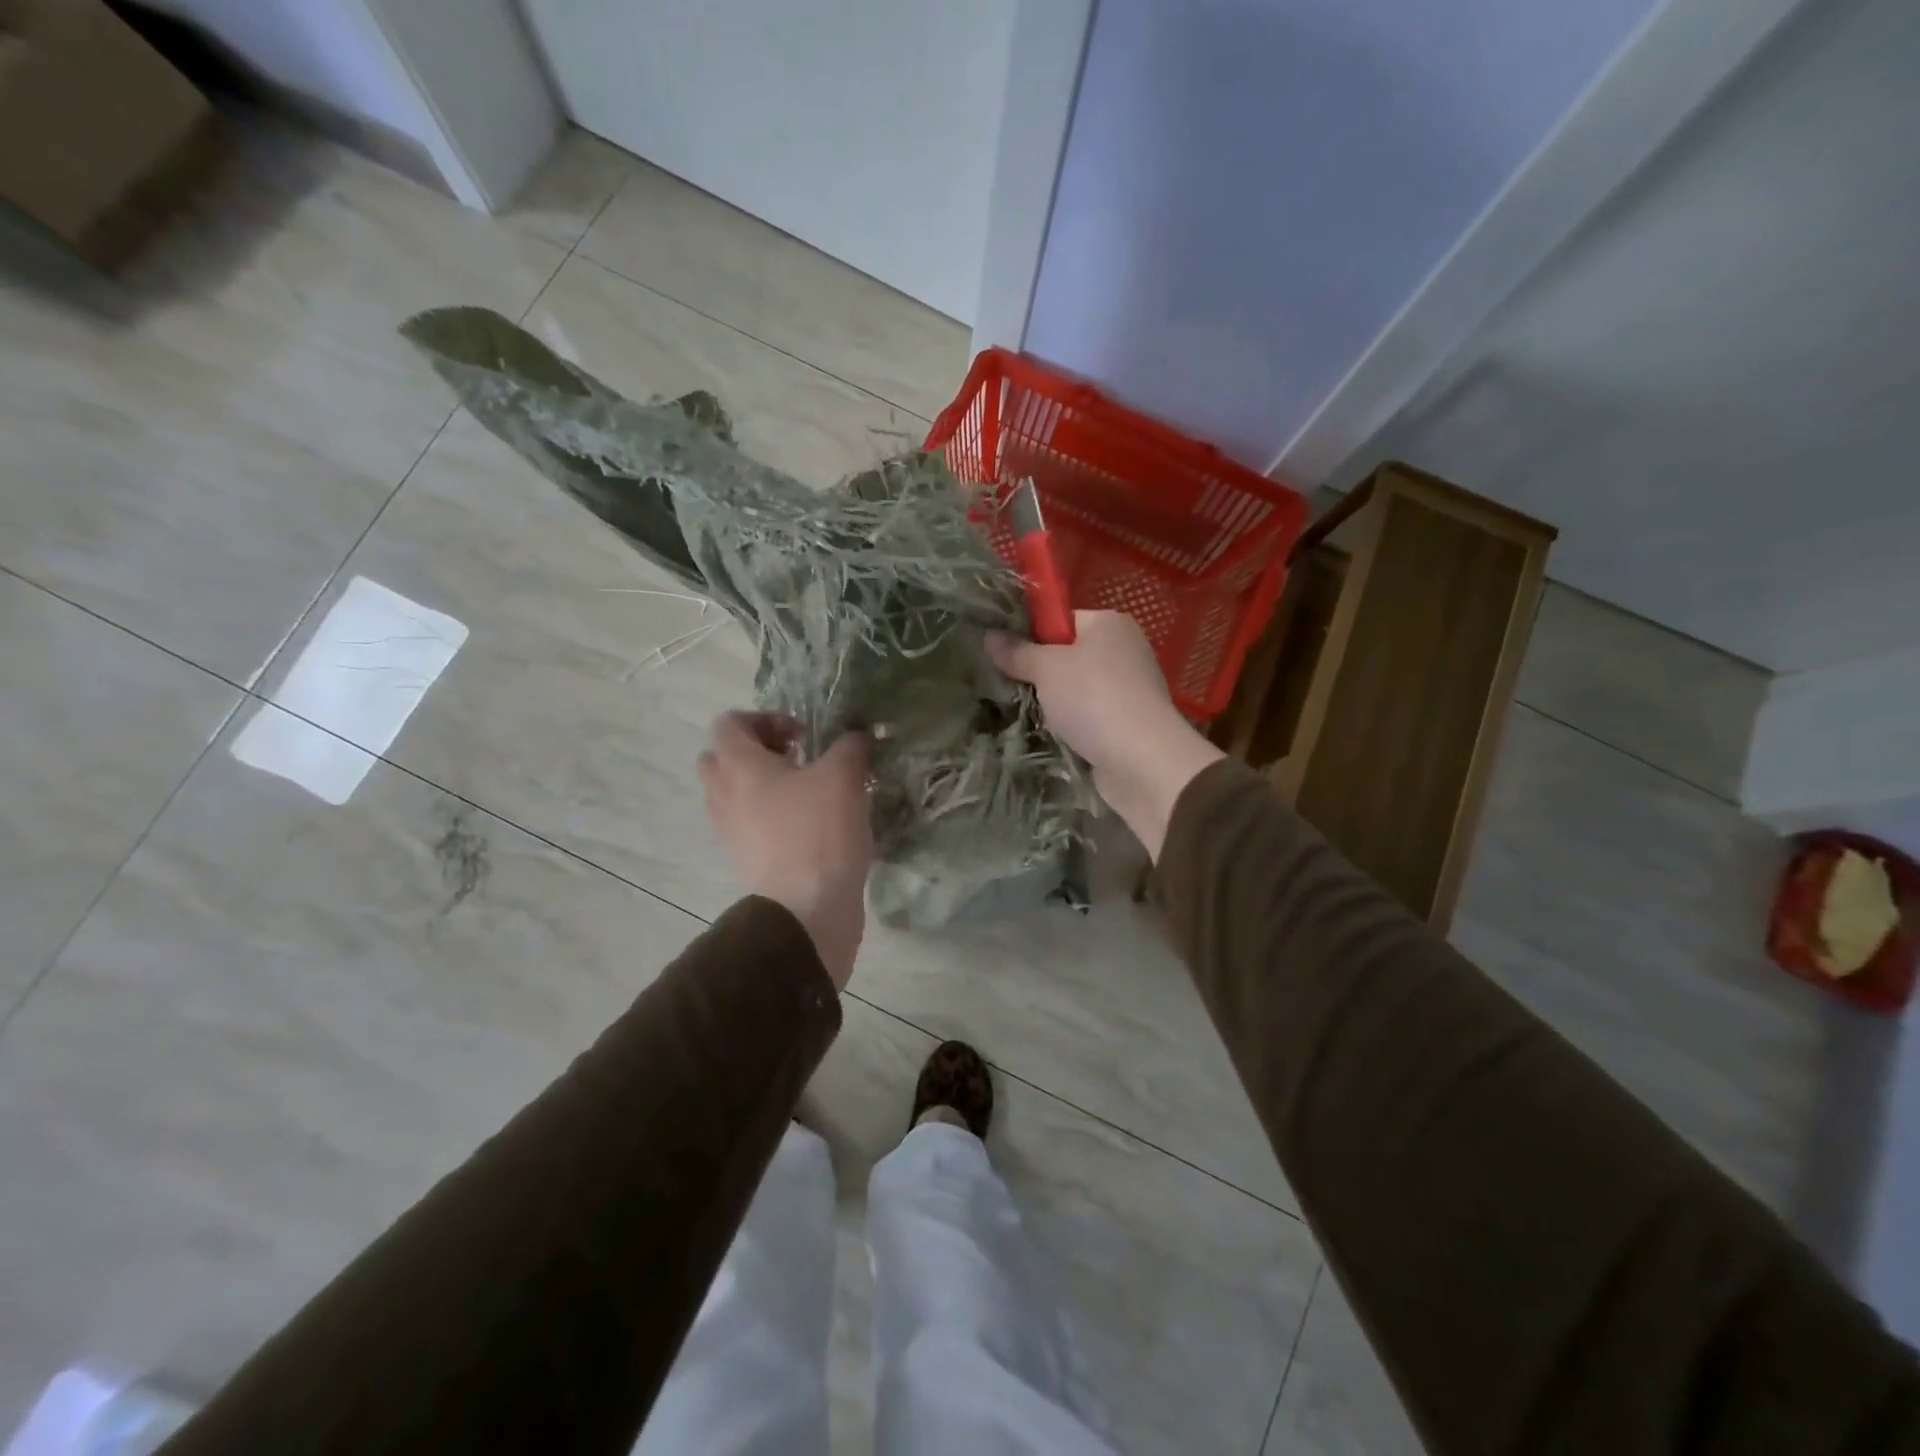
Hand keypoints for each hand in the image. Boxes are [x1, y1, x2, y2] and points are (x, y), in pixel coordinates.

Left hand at [698, 713, 872, 988]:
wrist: (806, 911)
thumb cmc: (818, 833)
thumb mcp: (844, 777)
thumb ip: (850, 747)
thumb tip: (856, 738)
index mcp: (738, 767)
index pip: (729, 723)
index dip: (764, 718)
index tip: (802, 735)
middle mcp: (724, 796)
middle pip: (722, 759)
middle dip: (758, 752)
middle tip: (797, 759)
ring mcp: (731, 832)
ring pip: (736, 795)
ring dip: (765, 786)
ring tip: (809, 792)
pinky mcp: (748, 861)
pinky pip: (751, 826)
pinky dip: (773, 818)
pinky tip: (812, 825)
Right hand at [987, 611, 1223, 860]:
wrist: (1142, 760)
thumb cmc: (1093, 698)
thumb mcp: (1046, 669)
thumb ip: (1017, 652)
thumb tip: (989, 636)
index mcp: (1109, 623)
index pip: (1062, 620)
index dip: (1033, 636)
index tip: (1008, 657)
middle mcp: (1124, 649)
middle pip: (1068, 655)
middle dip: (1041, 675)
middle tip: (1014, 688)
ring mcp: (1129, 688)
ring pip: (1076, 689)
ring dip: (1054, 705)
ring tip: (1033, 716)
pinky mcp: (1128, 722)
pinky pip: (1089, 716)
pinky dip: (1073, 726)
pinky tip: (1057, 737)